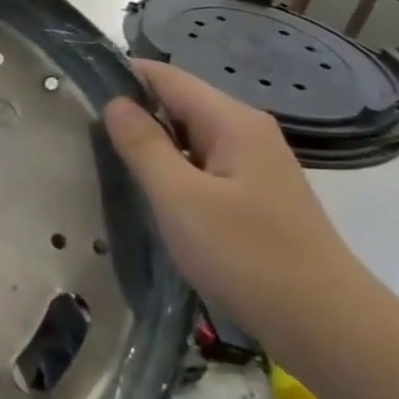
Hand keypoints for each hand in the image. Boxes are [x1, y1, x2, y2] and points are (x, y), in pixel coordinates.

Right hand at [104, 61, 372, 345]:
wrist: (321, 321)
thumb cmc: (245, 254)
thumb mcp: (180, 198)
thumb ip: (143, 146)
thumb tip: (115, 102)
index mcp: (232, 122)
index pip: (167, 77)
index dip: (122, 77)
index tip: (76, 91)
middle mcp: (246, 132)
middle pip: (178, 104)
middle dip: (131, 112)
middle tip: (80, 132)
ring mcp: (252, 165)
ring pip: (187, 138)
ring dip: (148, 144)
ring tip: (100, 158)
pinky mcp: (251, 195)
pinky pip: (199, 166)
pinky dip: (168, 170)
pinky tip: (143, 191)